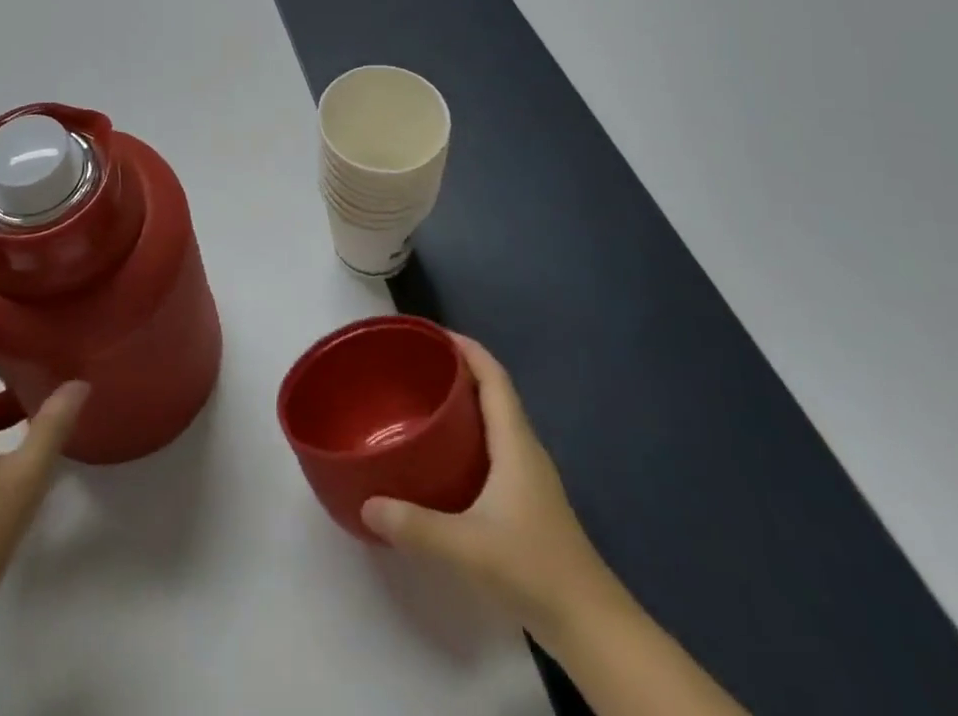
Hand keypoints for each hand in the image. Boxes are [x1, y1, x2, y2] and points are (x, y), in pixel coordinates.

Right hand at [362, 335, 622, 648]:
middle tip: (414, 365)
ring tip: (421, 401)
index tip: (431, 333)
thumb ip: (415, 525)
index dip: (467, 348)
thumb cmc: (533, 569)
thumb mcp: (467, 547)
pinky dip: (469, 433)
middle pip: (492, 391)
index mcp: (515, 441)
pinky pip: (494, 445)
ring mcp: (529, 475)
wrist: (591, 625)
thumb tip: (366, 502)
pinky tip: (443, 454)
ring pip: (494, 420)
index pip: (493, 376)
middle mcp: (524, 448)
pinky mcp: (526, 499)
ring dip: (463, 402)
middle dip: (457, 370)